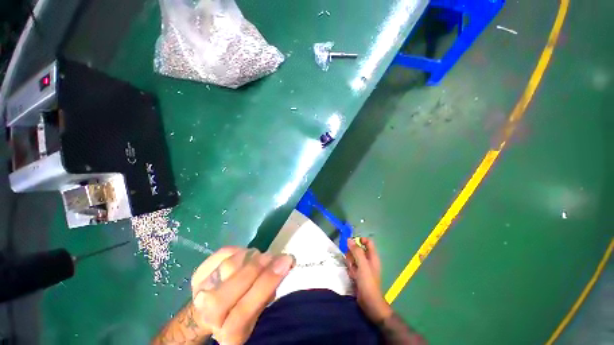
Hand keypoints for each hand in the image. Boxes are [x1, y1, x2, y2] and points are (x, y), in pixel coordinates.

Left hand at [190, 247, 294, 344]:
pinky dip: (239, 250)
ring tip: (261, 257)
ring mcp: (200, 292)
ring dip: (250, 257)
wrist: (213, 309)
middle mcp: (209, 317)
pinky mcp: (199, 273)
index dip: (266, 283)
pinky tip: (246, 255)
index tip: (286, 262)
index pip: (243, 312)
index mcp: (230, 334)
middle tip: (273, 255)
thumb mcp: (259, 310)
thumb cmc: (243, 310)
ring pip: (227, 267)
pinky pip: (223, 254)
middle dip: (256, 268)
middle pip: (230, 289)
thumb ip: (269, 293)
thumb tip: (284, 265)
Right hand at [345, 238, 392, 322]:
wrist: (369, 302)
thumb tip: (349, 239)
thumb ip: (356, 251)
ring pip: (353, 258)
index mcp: (372, 256)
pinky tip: (352, 276)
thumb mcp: (362, 264)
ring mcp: (363, 267)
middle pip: (358, 249)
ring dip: (351, 263)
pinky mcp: (359, 273)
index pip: (367, 242)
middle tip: (352, 261)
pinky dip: (351, 270)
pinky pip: (352, 266)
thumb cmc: (368, 281)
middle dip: (352, 254)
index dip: (360, 240)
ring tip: (353, 271)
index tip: (351, 243)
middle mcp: (368, 260)